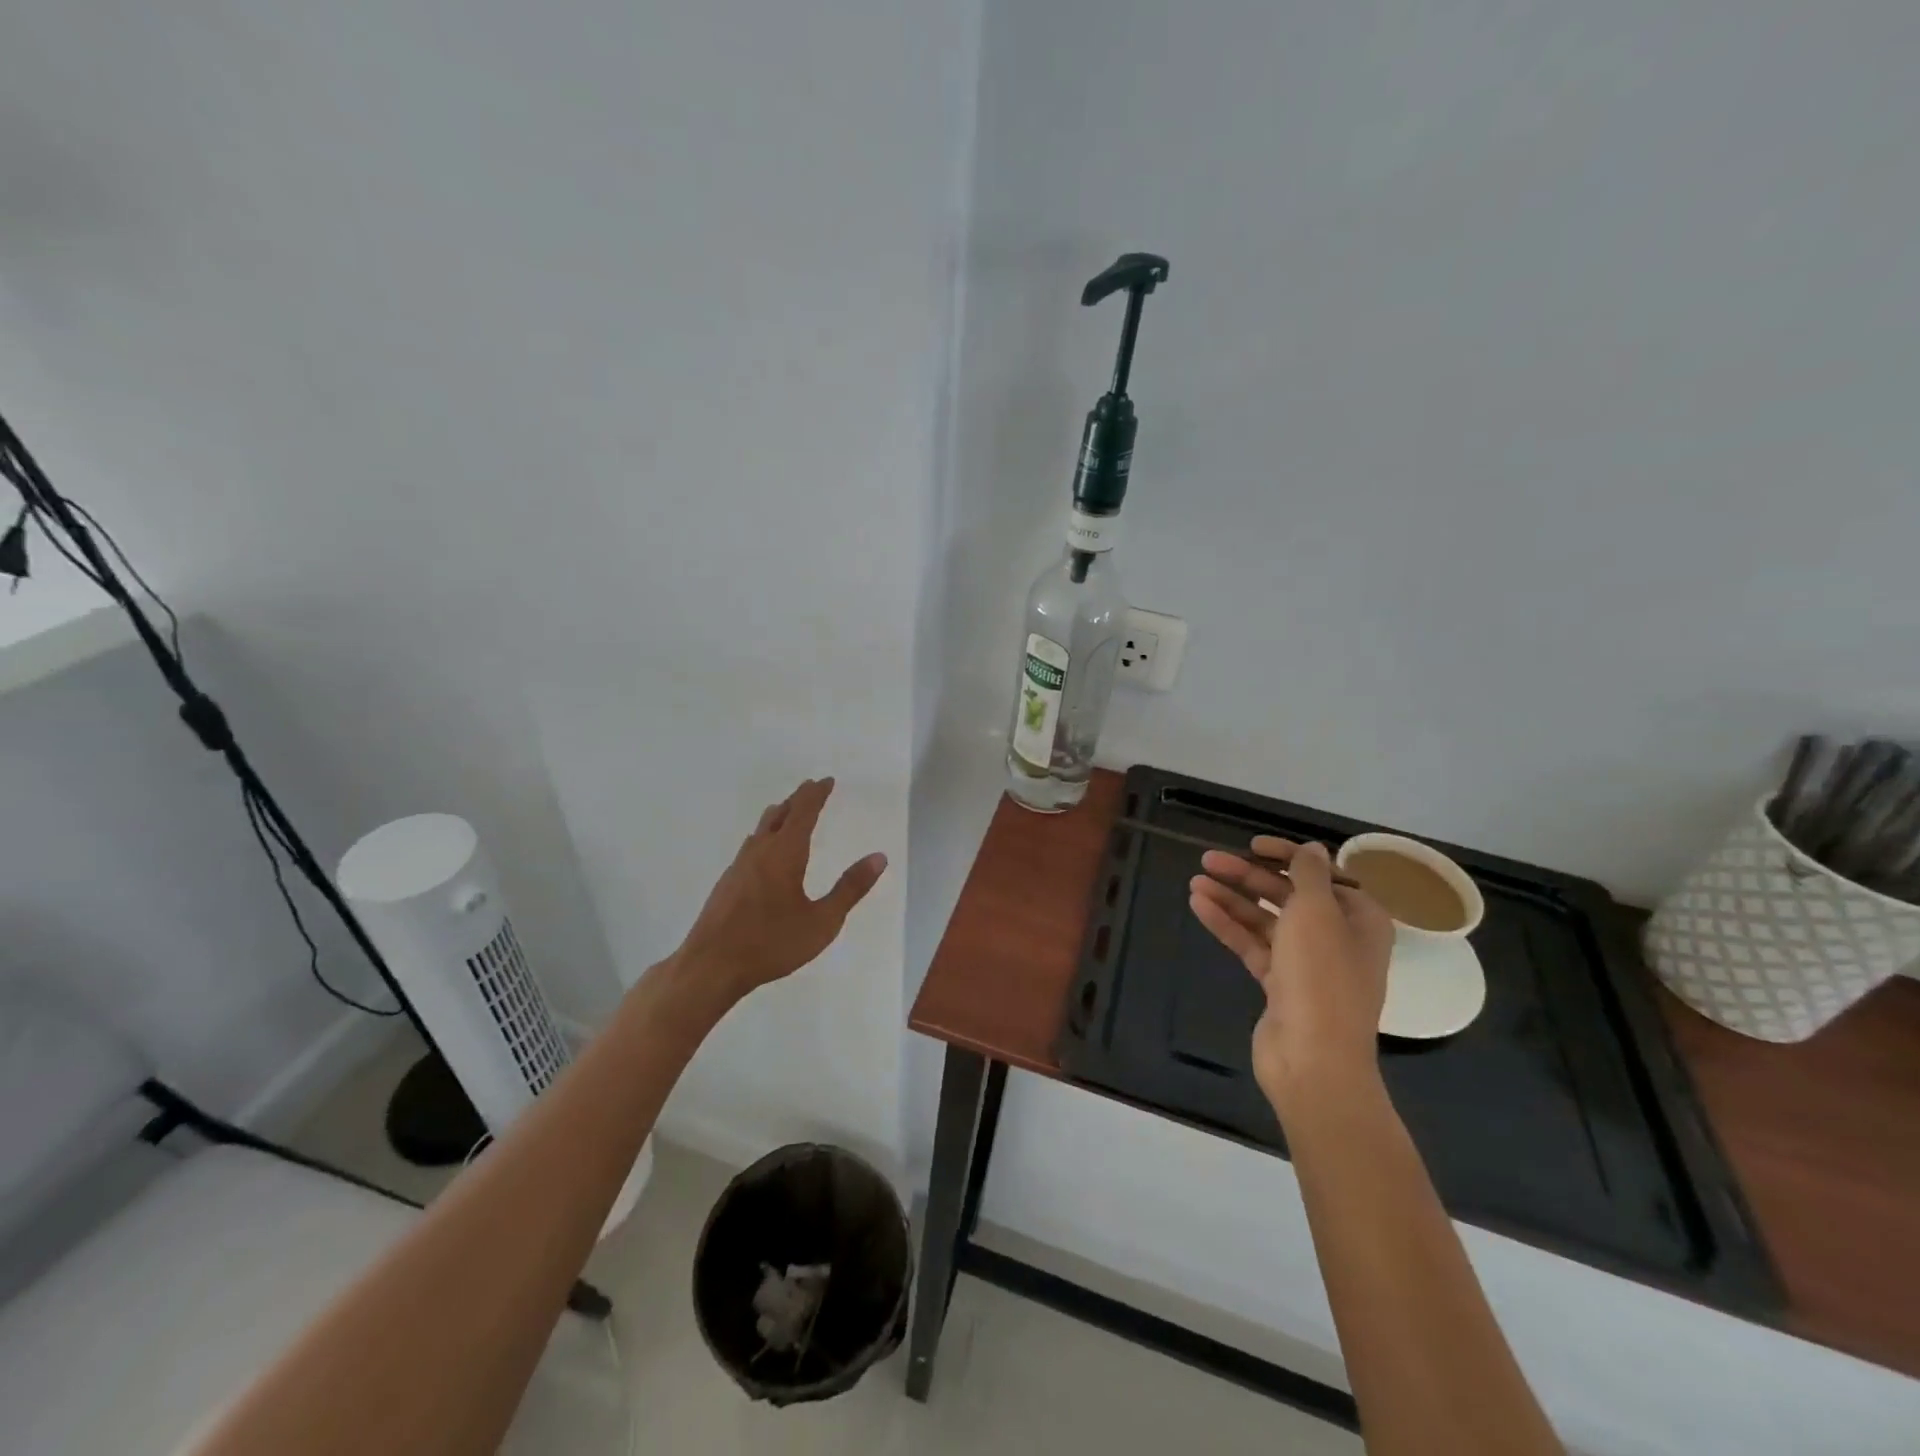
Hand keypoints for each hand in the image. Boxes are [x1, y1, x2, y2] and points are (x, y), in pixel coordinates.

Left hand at [674, 778, 887, 1002]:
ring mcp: (739, 866)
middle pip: (780, 815)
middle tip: (811, 788)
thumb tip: (879, 857)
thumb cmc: (771, 943)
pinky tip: (763, 851)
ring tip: (788, 812)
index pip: (803, 812)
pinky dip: (765, 835)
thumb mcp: (822, 921)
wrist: (710, 966)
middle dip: (798, 799)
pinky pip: (751, 845)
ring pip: (761, 829)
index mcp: (785, 853)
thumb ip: (850, 888)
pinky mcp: (727, 883)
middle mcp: (760, 851)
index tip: (827, 781)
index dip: (816, 794)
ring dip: (779, 815)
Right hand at [1189, 837, 1393, 1115]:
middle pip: (1288, 895)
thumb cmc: (1321, 976)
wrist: (1313, 1058)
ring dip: (1232, 899)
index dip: (1287, 855)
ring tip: (1195, 881)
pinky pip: (1252, 945)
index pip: (1322, 874)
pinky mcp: (1279, 985)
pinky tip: (1199, 906)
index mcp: (1358, 918)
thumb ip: (1308, 874)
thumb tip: (1311, 847)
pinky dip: (1228, 925)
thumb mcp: (1316, 912)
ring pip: (1265, 920)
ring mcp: (1306, 963)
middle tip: (1209, 860)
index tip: (1253, 845)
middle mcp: (1336, 937)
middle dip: (1249, 876)